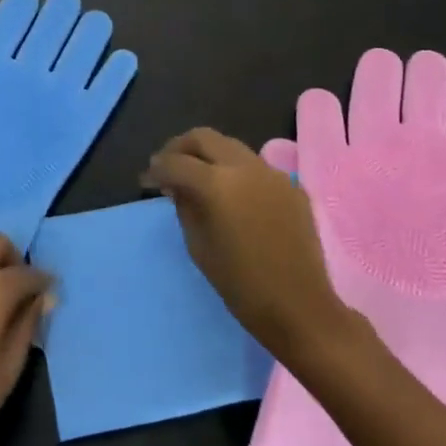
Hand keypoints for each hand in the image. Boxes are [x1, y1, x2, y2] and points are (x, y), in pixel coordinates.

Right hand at [142, 127, 357, 362]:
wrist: (300, 308)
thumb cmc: (240, 284)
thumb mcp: (198, 246)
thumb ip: (184, 206)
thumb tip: (177, 186)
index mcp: (217, 184)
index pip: (175, 162)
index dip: (156, 169)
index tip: (146, 181)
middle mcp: (245, 167)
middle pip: (204, 137)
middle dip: (180, 148)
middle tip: (167, 167)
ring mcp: (273, 174)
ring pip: (232, 147)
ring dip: (209, 155)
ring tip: (197, 177)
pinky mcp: (292, 187)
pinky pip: (256, 168)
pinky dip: (235, 172)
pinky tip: (231, 196)